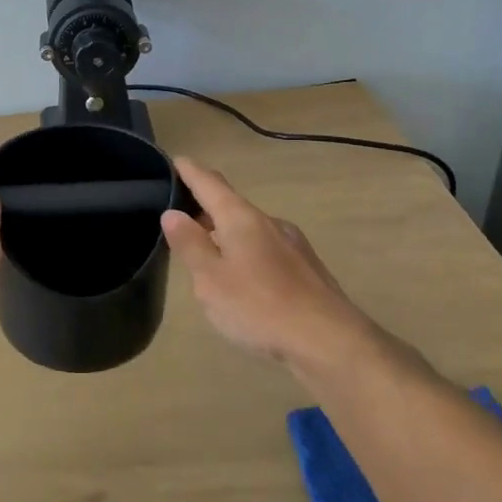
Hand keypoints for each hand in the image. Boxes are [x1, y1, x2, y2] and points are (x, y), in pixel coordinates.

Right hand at [161, 156, 381, 371]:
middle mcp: (269, 222)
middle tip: (178, 217)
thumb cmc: (259, 306)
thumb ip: (190, 244)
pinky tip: (241, 278)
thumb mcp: (211, 279)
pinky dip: (245, 252)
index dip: (189, 171)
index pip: (210, 183)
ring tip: (205, 252)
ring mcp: (292, 244)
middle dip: (205, 208)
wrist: (329, 340)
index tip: (175, 160)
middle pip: (230, 205)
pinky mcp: (305, 268)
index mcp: (241, 218)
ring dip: (225, 234)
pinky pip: (265, 249)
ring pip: (249, 229)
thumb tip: (173, 213)